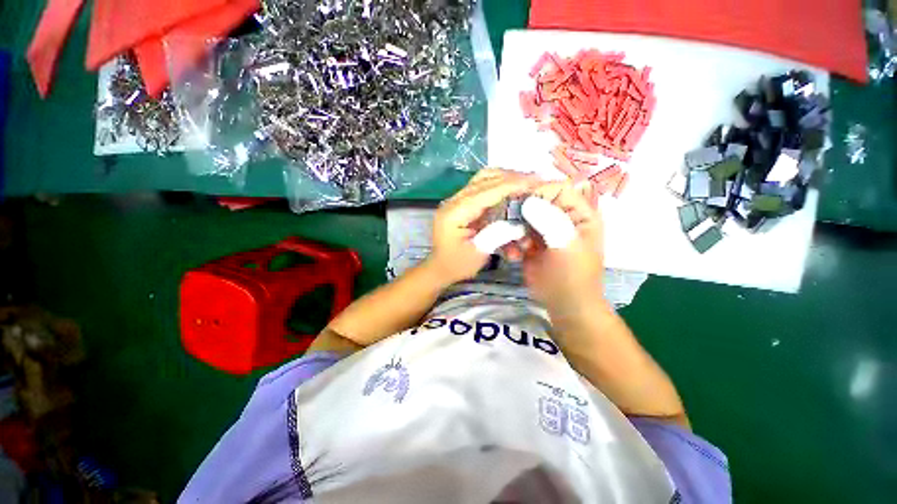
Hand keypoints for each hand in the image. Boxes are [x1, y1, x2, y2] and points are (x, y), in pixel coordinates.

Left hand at [426, 168, 538, 284]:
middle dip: (512, 177)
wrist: (440, 267)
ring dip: (506, 178)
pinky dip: (499, 185)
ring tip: (526, 181)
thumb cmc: (457, 264)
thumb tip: (519, 225)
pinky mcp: (462, 203)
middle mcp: (454, 201)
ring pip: (483, 179)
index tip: (535, 181)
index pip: (487, 192)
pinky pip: (482, 187)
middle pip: (485, 179)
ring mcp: (457, 200)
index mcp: (455, 213)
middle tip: (536, 179)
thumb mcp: (478, 253)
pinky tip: (513, 189)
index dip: (512, 185)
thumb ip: (497, 236)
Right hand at [521, 182, 605, 310]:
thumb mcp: (567, 246)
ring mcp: (543, 230)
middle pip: (536, 200)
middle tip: (512, 225)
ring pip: (522, 217)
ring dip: (514, 229)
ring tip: (517, 246)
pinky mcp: (529, 242)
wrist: (564, 304)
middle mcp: (560, 217)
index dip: (540, 192)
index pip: (559, 189)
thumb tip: (528, 200)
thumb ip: (550, 221)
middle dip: (521, 212)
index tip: (520, 204)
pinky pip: (516, 233)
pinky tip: (513, 255)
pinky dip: (511, 242)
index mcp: (578, 213)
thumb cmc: (573, 275)